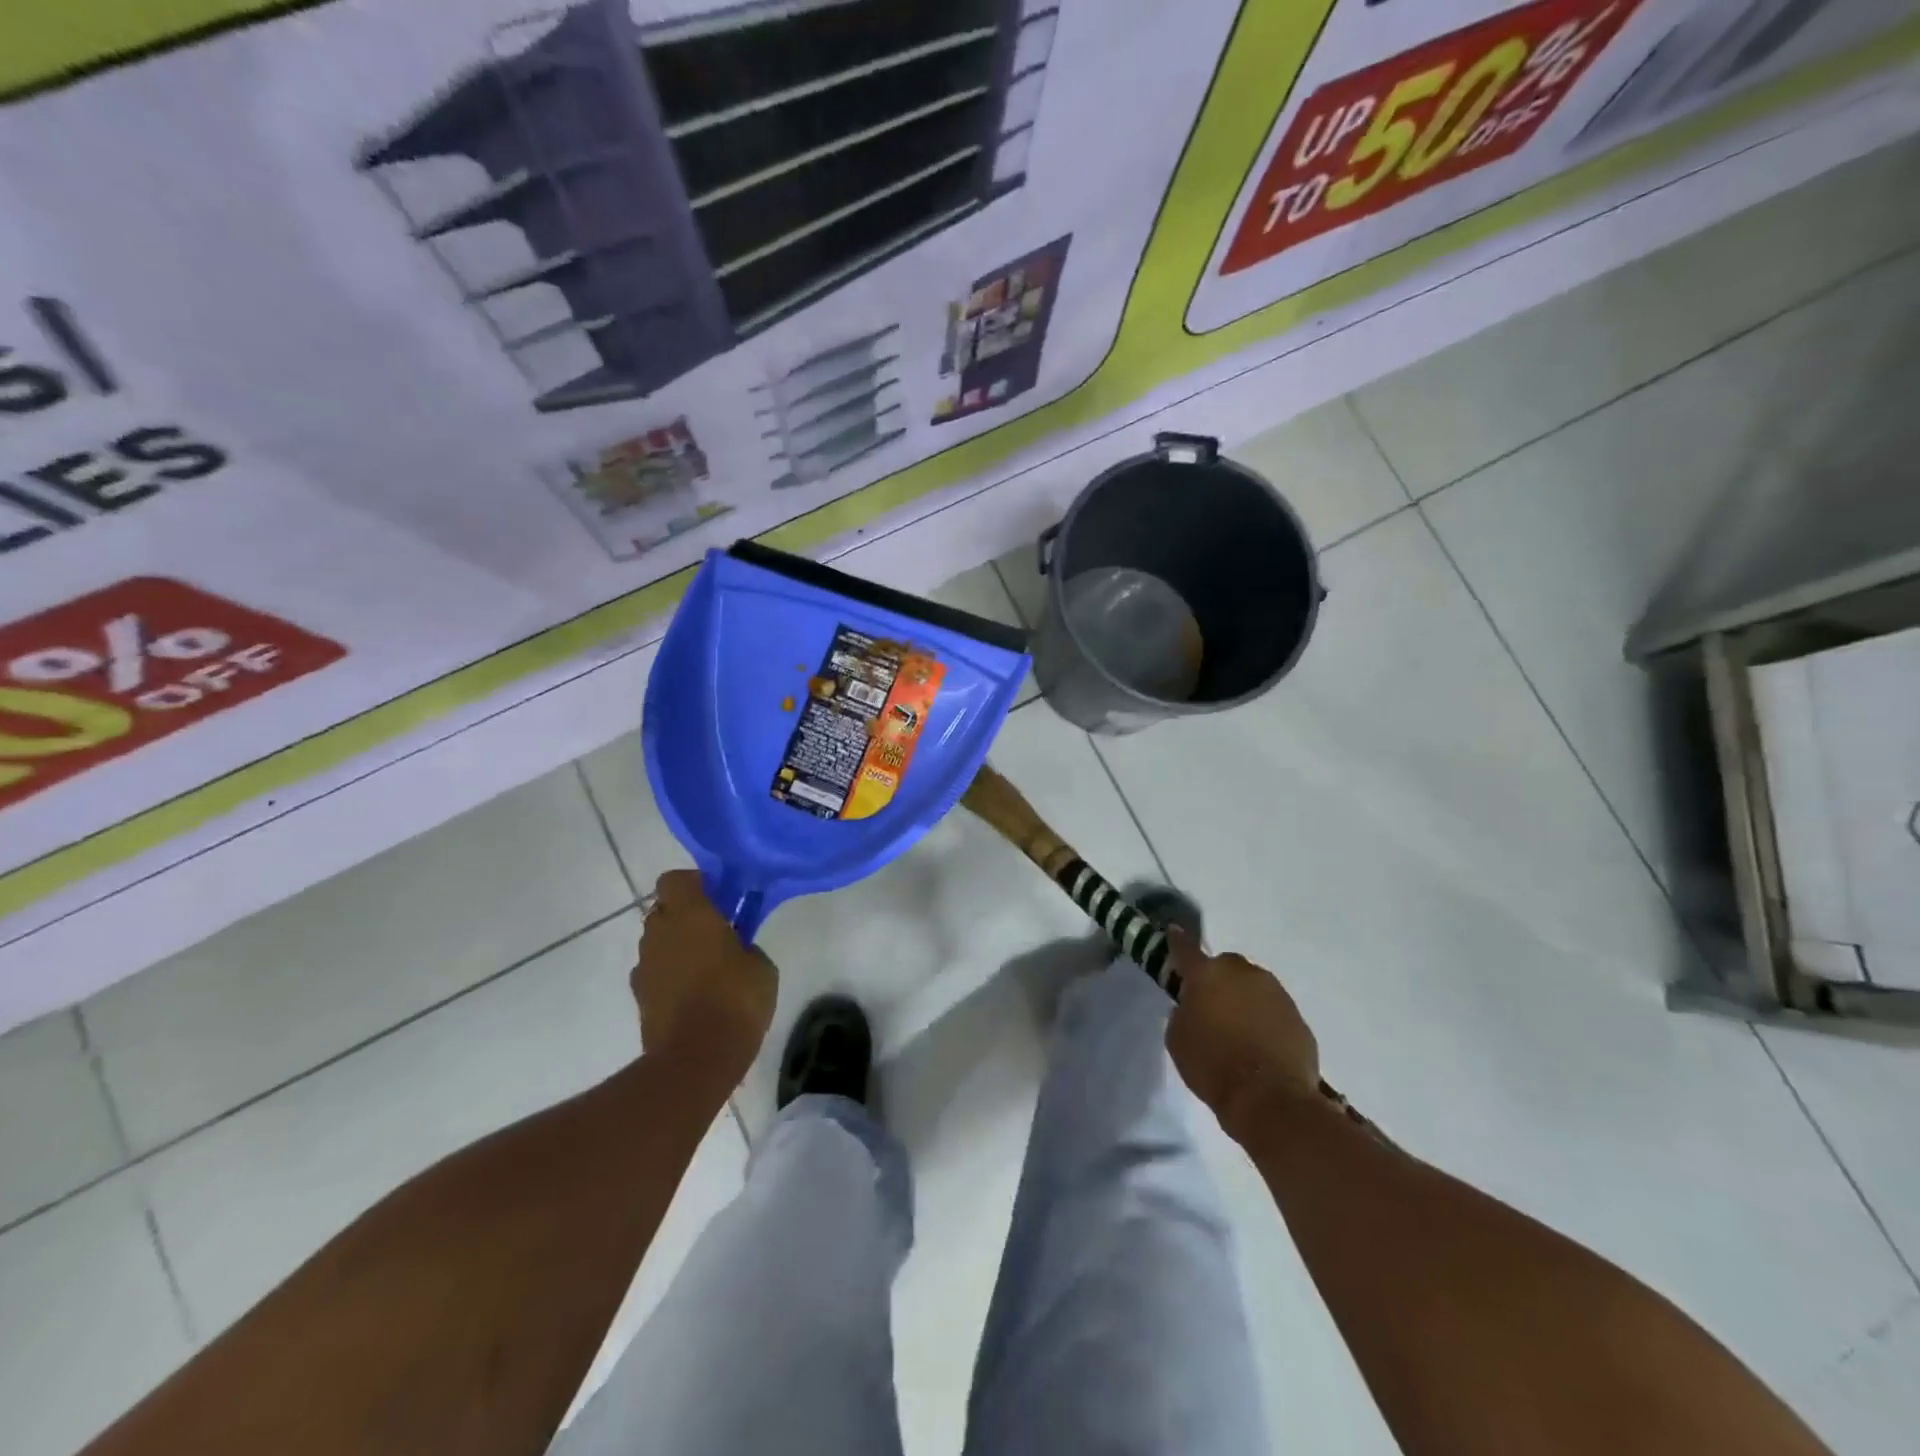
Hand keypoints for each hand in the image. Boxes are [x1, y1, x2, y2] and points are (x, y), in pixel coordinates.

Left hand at [633, 870, 776, 1088]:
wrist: (696, 1059)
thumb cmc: (736, 1000)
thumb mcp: (760, 965)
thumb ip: (744, 945)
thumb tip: (735, 947)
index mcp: (690, 914)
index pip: (676, 879)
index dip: (695, 884)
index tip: (719, 898)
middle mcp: (659, 933)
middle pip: (664, 909)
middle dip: (686, 916)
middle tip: (716, 932)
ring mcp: (644, 966)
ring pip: (658, 942)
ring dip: (677, 947)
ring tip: (706, 968)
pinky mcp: (639, 997)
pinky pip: (655, 972)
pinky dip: (670, 976)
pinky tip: (694, 995)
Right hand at [1165, 928, 1320, 1141]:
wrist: (1270, 1099)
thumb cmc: (1213, 1066)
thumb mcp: (1177, 1039)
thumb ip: (1182, 1013)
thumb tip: (1194, 1007)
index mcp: (1207, 975)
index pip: (1186, 949)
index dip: (1178, 941)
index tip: (1174, 933)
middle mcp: (1243, 973)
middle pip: (1226, 966)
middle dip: (1218, 980)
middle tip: (1212, 1006)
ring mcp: (1275, 993)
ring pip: (1253, 986)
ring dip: (1244, 999)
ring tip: (1239, 1030)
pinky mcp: (1298, 1017)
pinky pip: (1274, 1011)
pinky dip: (1265, 1021)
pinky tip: (1260, 1046)